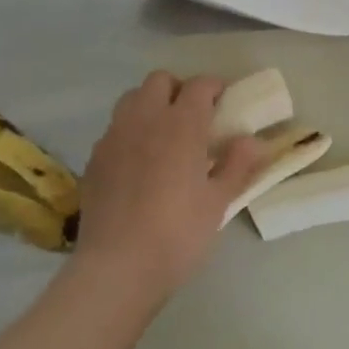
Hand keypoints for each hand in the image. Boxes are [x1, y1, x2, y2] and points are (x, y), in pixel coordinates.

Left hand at [73, 72, 268, 305]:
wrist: (117, 267)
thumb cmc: (178, 233)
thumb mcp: (218, 202)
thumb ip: (238, 164)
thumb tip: (254, 140)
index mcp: (181, 125)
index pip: (199, 86)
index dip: (214, 87)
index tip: (225, 101)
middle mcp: (145, 120)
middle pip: (160, 80)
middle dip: (179, 89)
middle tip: (194, 116)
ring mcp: (114, 137)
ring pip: (132, 99)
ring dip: (151, 104)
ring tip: (164, 134)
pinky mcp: (94, 158)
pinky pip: (115, 128)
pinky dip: (130, 131)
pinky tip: (139, 161)